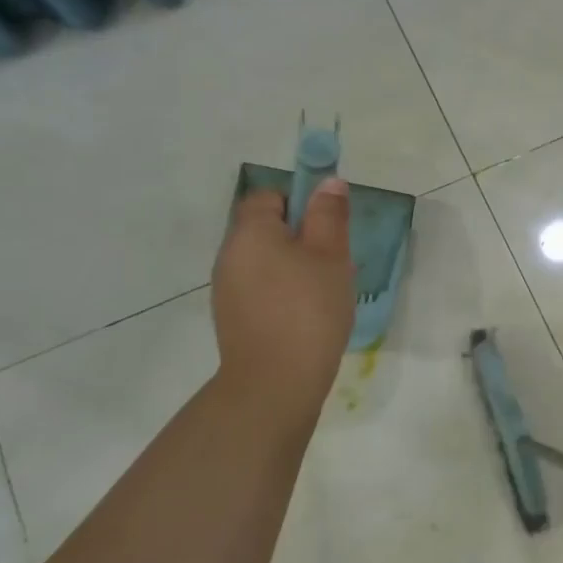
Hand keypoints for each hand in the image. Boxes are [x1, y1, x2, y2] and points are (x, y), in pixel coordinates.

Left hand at [211, 181, 353, 417]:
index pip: (268, 196)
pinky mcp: (233, 317)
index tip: (328, 227)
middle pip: (265, 229)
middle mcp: (230, 255)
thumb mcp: (331, 255)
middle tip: (334, 261)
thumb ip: (329, 215)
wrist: (276, 381)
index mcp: (251, 232)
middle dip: (301, 237)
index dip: (300, 202)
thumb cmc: (309, 309)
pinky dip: (283, 292)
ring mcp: (227, 289)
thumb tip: (328, 182)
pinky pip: (261, 288)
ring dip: (293, 266)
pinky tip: (306, 314)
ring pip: (265, 261)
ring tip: (324, 291)